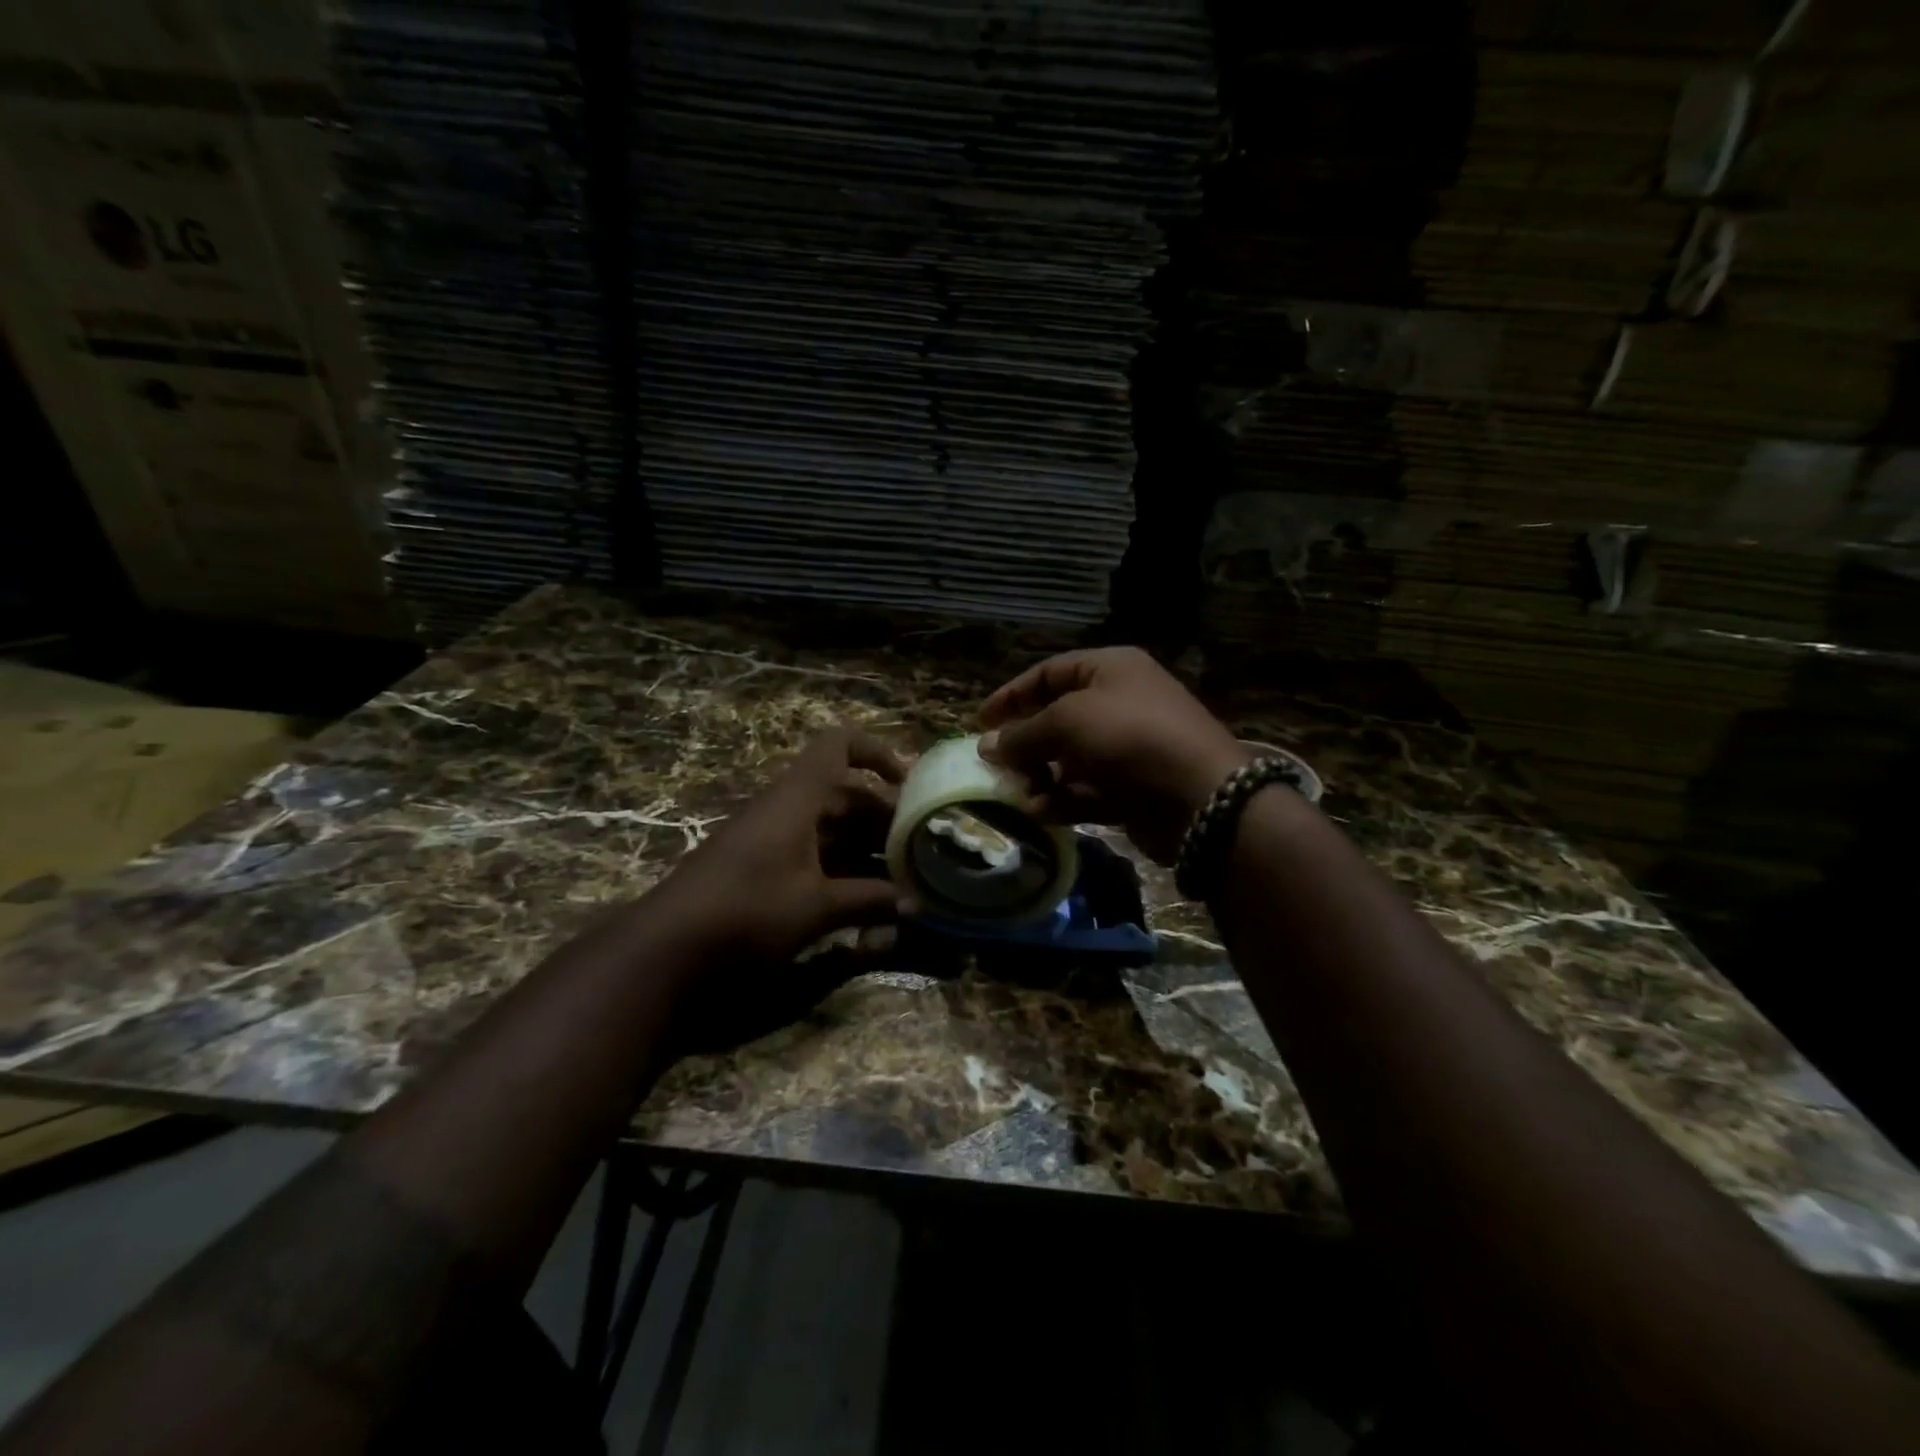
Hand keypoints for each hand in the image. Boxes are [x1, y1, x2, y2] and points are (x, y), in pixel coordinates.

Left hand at [655, 727, 905, 964]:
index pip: (839, 745)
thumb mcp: (816, 907)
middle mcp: (785, 807)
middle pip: (843, 792)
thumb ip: (869, 901)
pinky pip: (810, 850)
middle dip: (881, 817)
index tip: (907, 786)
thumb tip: (915, 904)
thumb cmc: (748, 911)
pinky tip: (861, 898)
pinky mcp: (759, 864)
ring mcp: (769, 836)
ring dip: (863, 846)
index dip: (877, 753)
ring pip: (829, 826)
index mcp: (798, 797)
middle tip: (915, 847)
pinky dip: (839, 866)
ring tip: (899, 877)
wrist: (666, 945)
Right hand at [979, 647, 1249, 863]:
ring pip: (1069, 760)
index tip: (980, 721)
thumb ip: (1022, 734)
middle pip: (1057, 718)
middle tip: (996, 765)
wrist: (1199, 796)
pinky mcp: (1132, 788)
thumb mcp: (1066, 722)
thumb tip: (986, 746)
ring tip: (1020, 793)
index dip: (1012, 695)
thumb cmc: (1128, 737)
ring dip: (1040, 776)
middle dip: (1025, 743)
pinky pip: (1087, 790)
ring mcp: (1128, 748)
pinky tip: (1043, 812)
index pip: (1049, 673)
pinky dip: (1063, 799)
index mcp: (1110, 669)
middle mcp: (1120, 703)